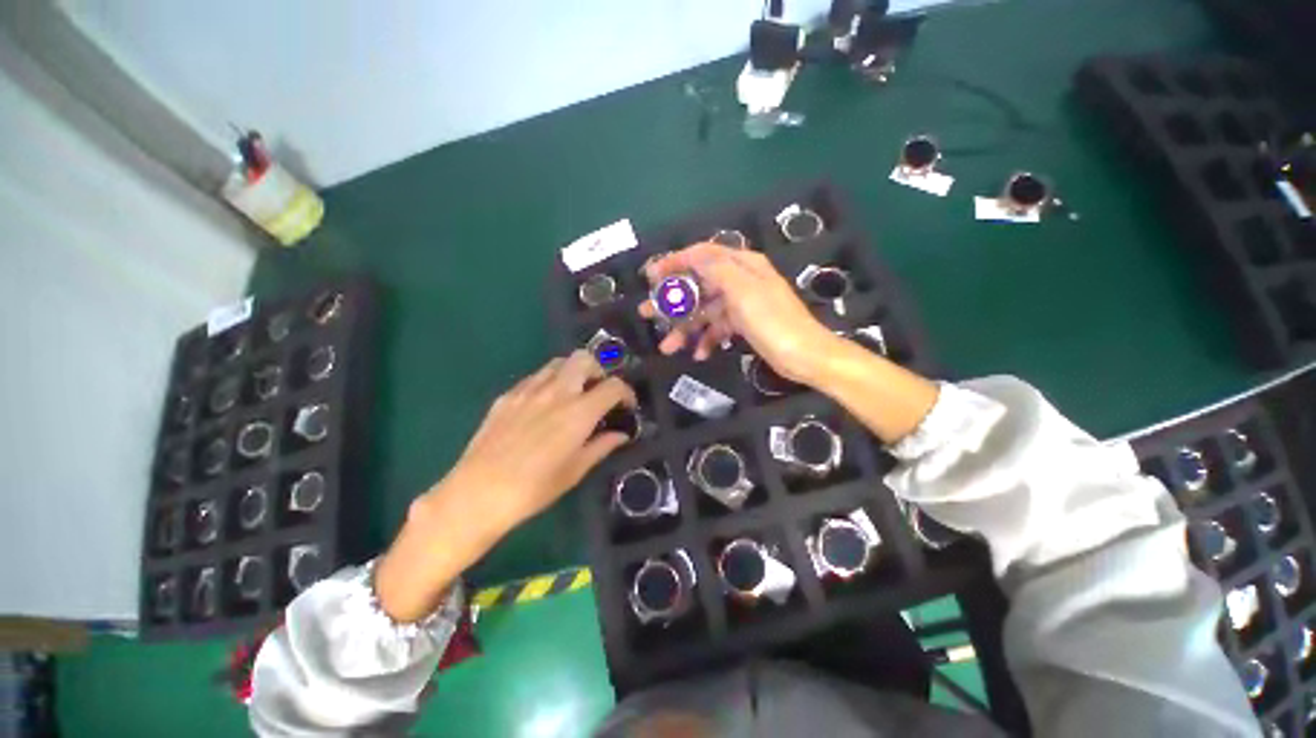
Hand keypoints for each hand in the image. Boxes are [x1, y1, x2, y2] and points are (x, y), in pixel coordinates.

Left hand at [375, 351, 634, 621]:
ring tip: (573, 394)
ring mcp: (528, 390)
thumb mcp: (575, 471)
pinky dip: (549, 382)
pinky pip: (535, 377)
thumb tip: (621, 435)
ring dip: (573, 372)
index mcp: (578, 412)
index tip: (626, 406)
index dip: (626, 393)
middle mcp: (556, 392)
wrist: (477, 494)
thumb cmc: (534, 488)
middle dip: (599, 370)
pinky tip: (544, 406)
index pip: (613, 386)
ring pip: (558, 363)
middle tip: (598, 391)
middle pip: (584, 358)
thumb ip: (601, 446)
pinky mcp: (507, 396)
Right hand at [640, 243, 837, 381]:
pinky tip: (699, 354)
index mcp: (742, 266)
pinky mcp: (743, 324)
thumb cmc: (774, 322)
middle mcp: (740, 280)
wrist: (804, 356)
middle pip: (698, 285)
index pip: (702, 255)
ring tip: (667, 347)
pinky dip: (707, 339)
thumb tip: (693, 253)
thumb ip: (717, 269)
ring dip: (686, 328)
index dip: (674, 261)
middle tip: (647, 312)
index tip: (651, 275)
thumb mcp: (744, 292)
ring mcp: (741, 304)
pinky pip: (717, 328)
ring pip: (704, 311)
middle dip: (673, 300)